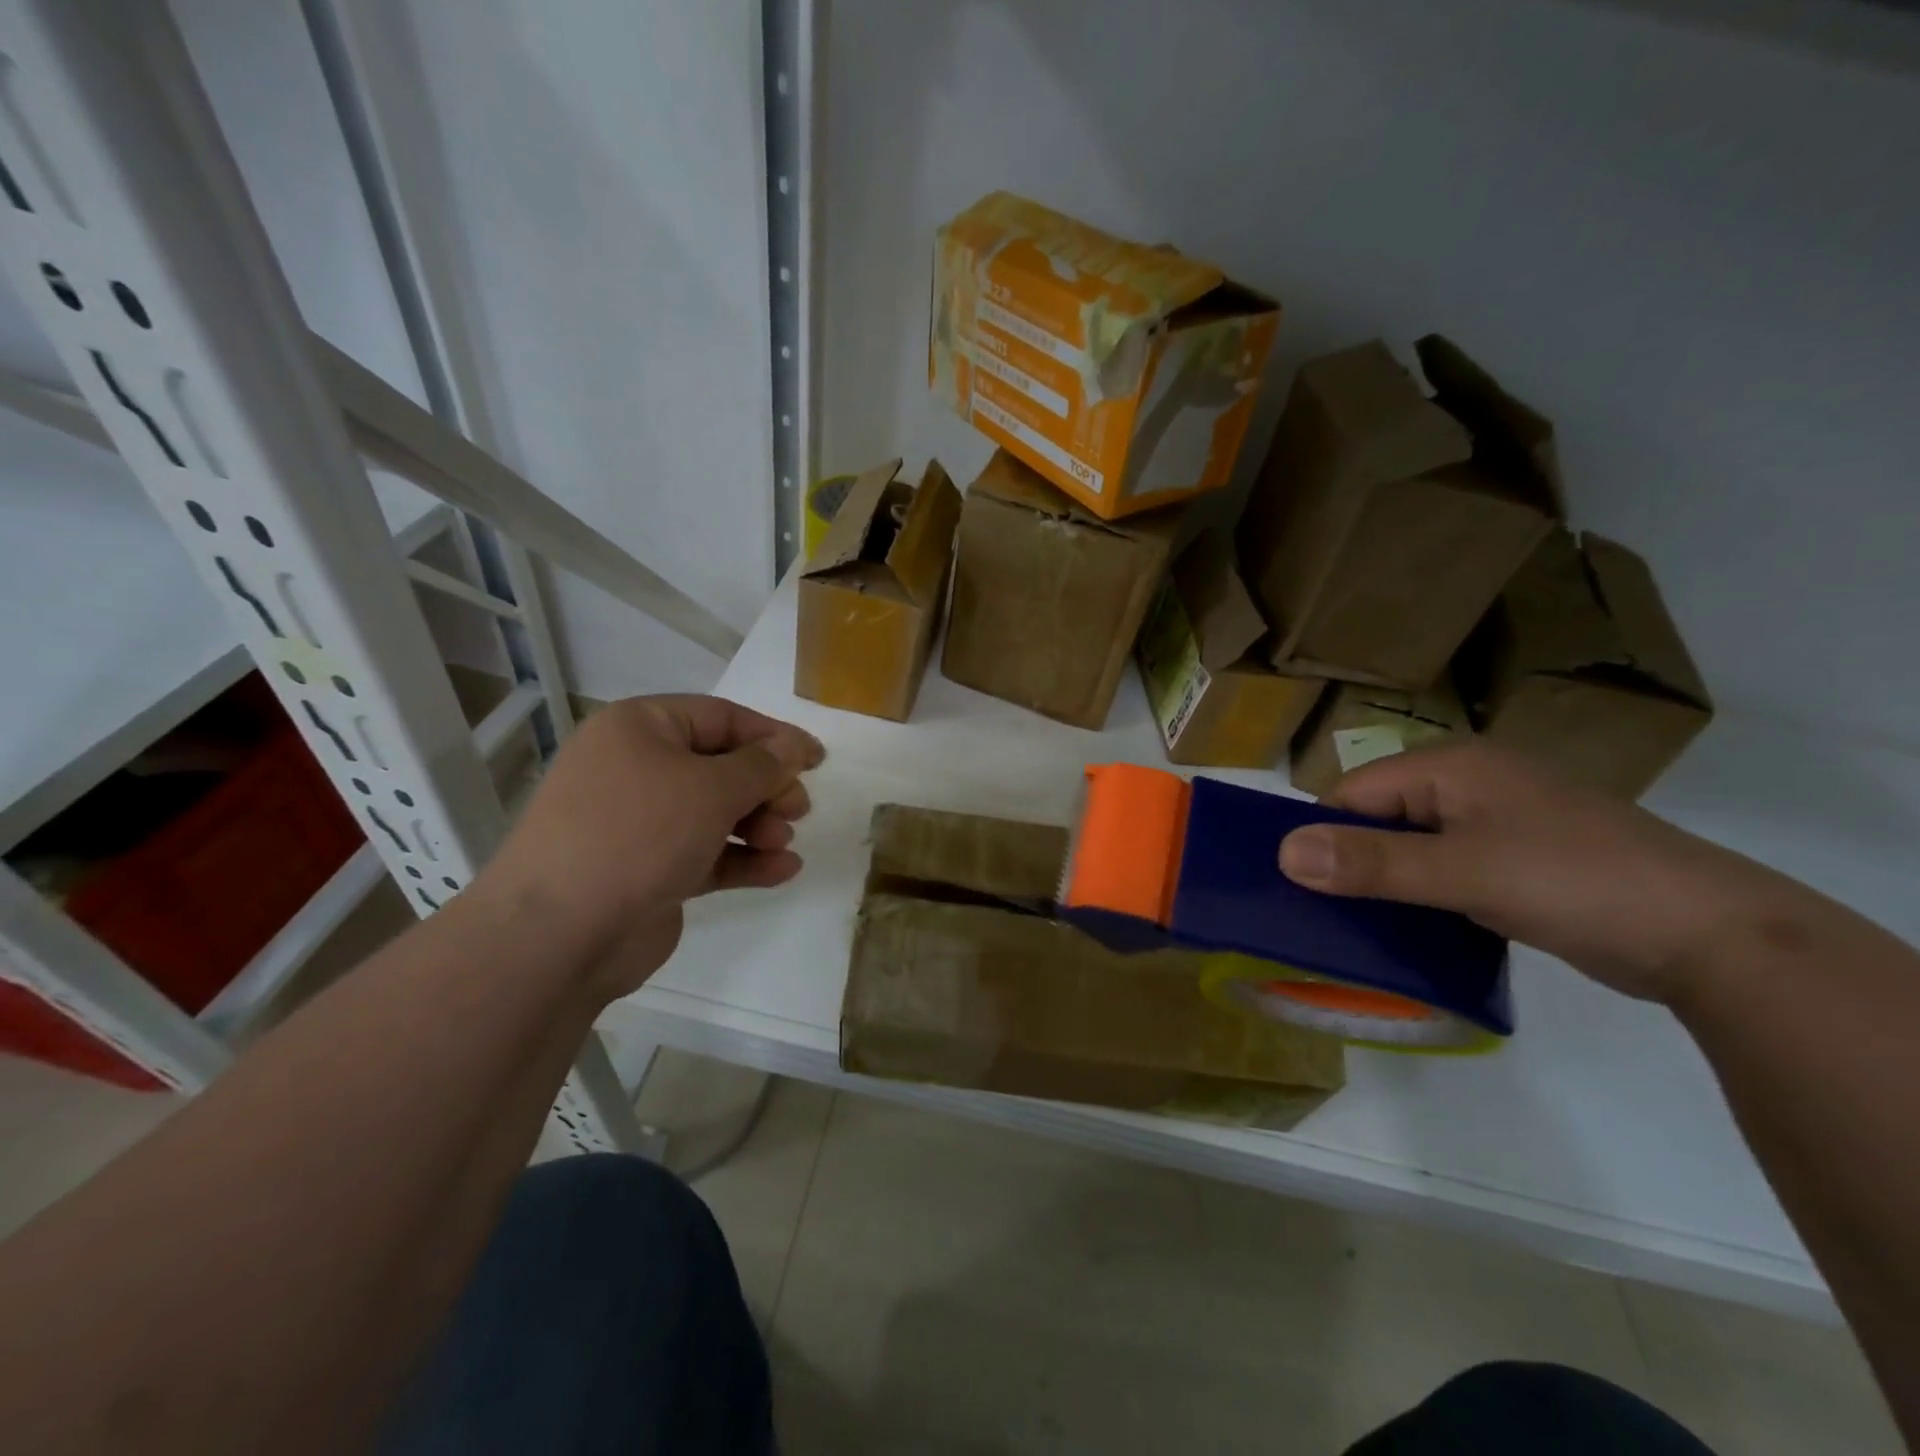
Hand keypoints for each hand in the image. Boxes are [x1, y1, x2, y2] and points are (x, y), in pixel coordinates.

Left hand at [482, 695, 823, 995]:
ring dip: (759, 825)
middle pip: (721, 766)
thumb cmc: (638, 834)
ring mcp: (640, 823)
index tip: (816, 759)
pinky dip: (743, 859)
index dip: (773, 736)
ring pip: (716, 812)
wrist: (559, 935)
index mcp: (639, 729)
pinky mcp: (648, 870)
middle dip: (766, 787)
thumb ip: (763, 765)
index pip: (721, 717)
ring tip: (783, 843)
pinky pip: (706, 853)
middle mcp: (636, 768)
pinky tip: (782, 871)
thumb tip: (794, 747)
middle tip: (799, 809)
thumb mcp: (711, 788)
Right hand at [1276, 741, 1807, 1005]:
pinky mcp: (1513, 863)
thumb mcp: (1463, 872)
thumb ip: (1372, 862)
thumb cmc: (1575, 882)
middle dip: (1349, 863)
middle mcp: (1466, 786)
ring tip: (1354, 929)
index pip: (1352, 793)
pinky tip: (1408, 932)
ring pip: (1408, 849)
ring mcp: (1493, 825)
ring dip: (1383, 885)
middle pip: (1378, 819)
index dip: (1323, 837)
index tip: (1300, 889)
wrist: (1714, 937)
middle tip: (1322, 915)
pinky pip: (1441, 872)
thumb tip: (1283, 853)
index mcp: (1449, 767)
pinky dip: (1419, 898)